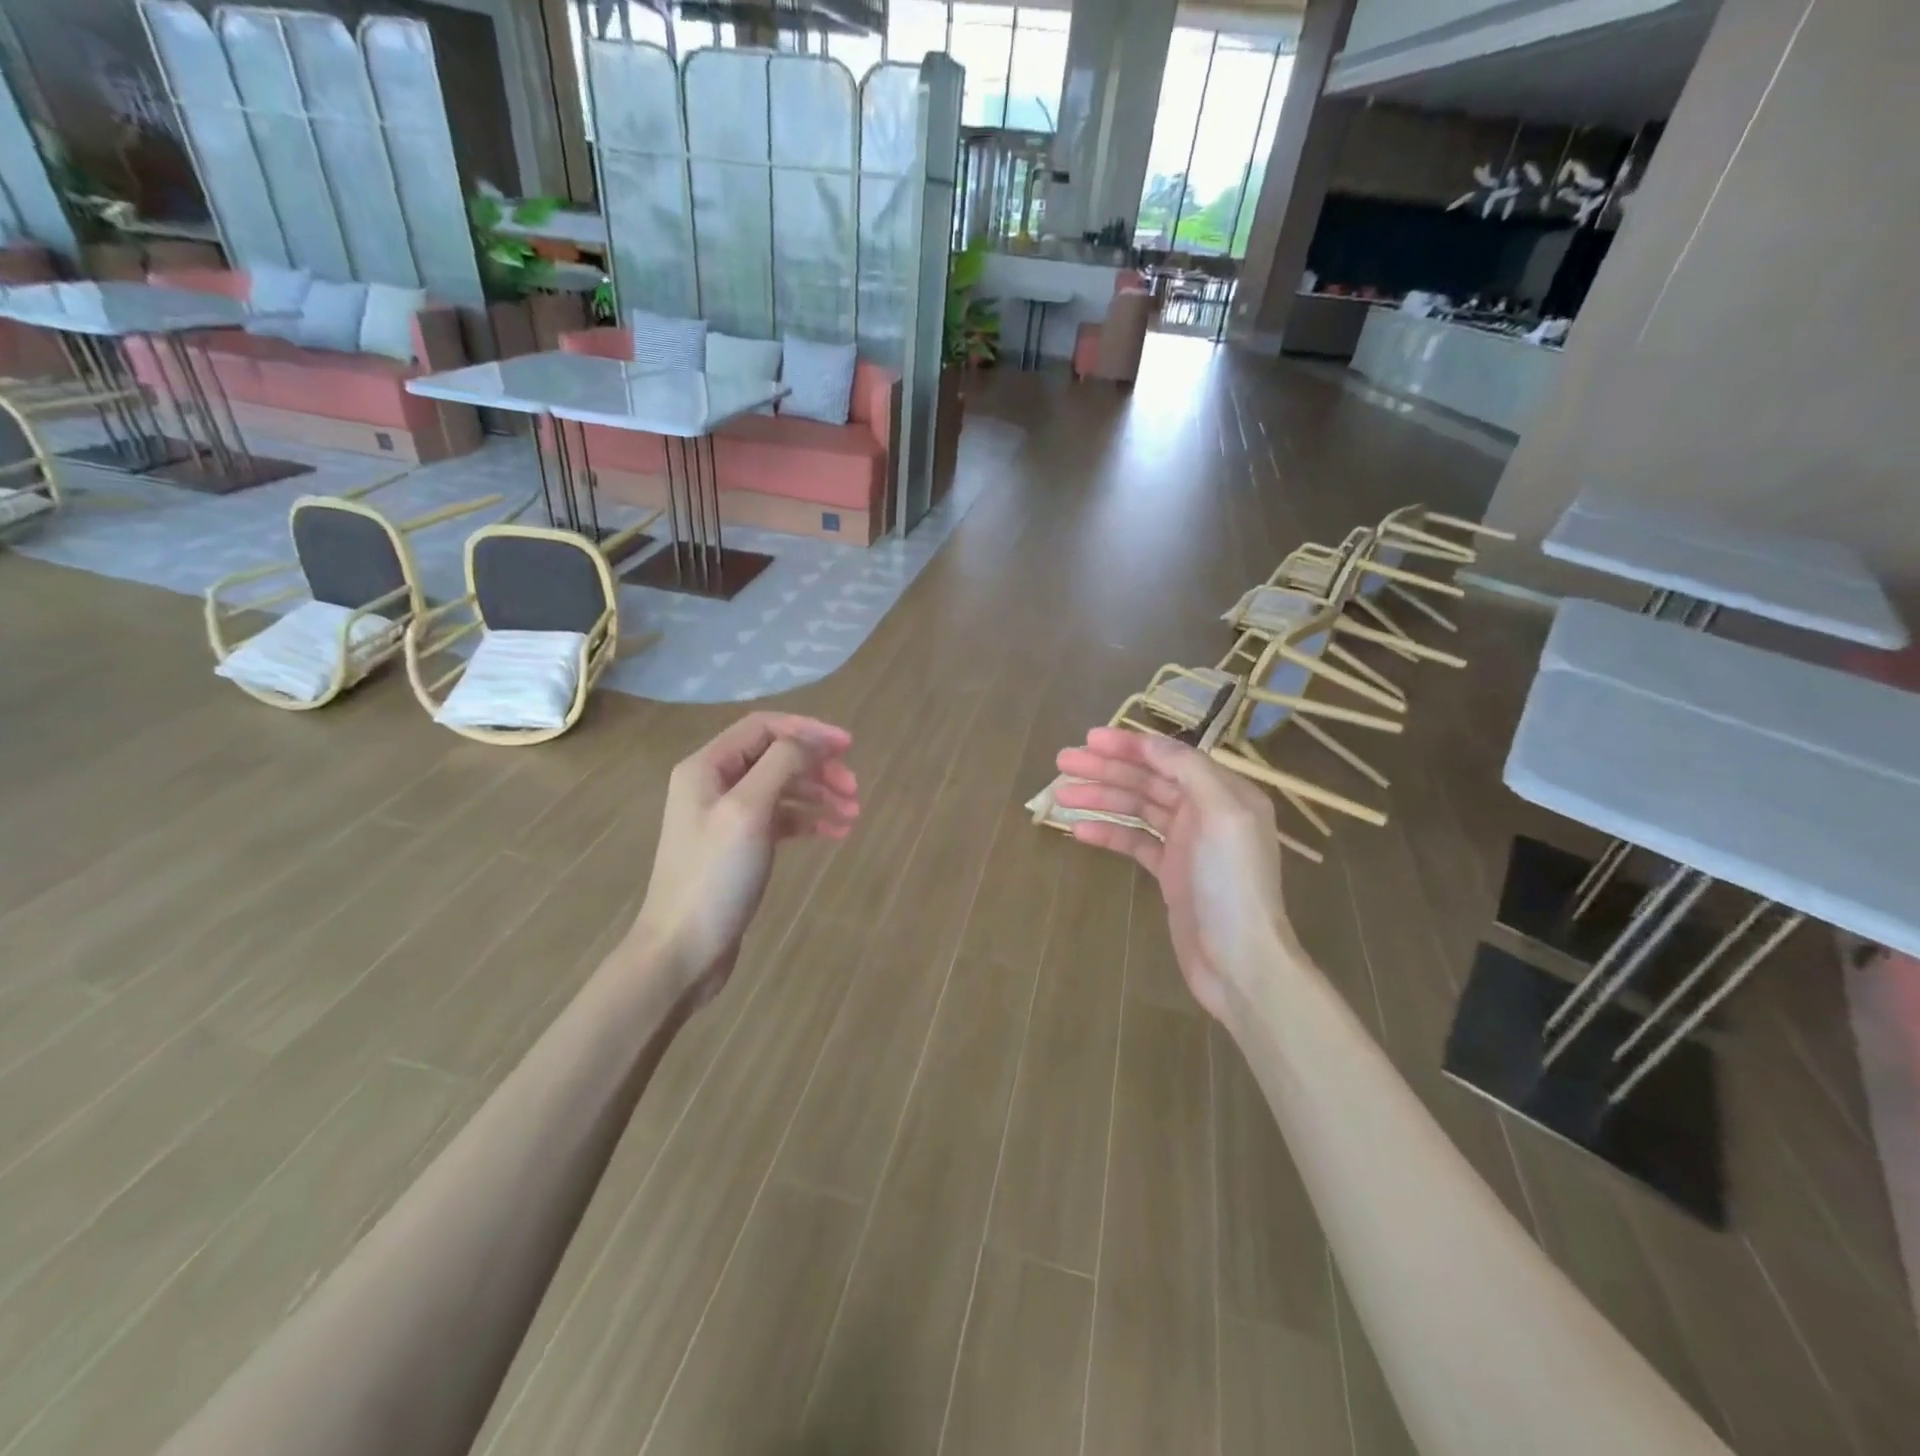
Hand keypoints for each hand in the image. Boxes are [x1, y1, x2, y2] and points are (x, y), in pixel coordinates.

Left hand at [633, 713, 858, 1003]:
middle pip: (776, 757)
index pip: (764, 727)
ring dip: (820, 794)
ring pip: (782, 788)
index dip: (809, 730)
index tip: (849, 747)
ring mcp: (726, 817)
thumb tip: (813, 742)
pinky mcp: (739, 847)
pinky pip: (781, 819)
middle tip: (855, 788)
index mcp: (707, 766)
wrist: (682, 950)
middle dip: (818, 766)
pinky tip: (836, 832)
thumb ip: (782, 764)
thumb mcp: (749, 810)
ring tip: (854, 814)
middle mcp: (714, 784)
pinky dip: (809, 820)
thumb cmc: (714, 875)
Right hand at [1053, 728, 1298, 1021]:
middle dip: (1107, 768)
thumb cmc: (1232, 884)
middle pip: (1149, 780)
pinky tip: (1078, 830)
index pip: (1170, 758)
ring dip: (1101, 798)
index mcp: (1224, 793)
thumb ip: (1188, 772)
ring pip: (1137, 809)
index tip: (1089, 739)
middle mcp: (1206, 812)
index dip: (1129, 746)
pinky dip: (1108, 833)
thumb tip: (1151, 744)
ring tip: (1061, 795)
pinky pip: (1134, 842)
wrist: (1239, 961)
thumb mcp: (1220, 815)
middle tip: (1062, 762)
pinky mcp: (1170, 874)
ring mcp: (1187, 844)